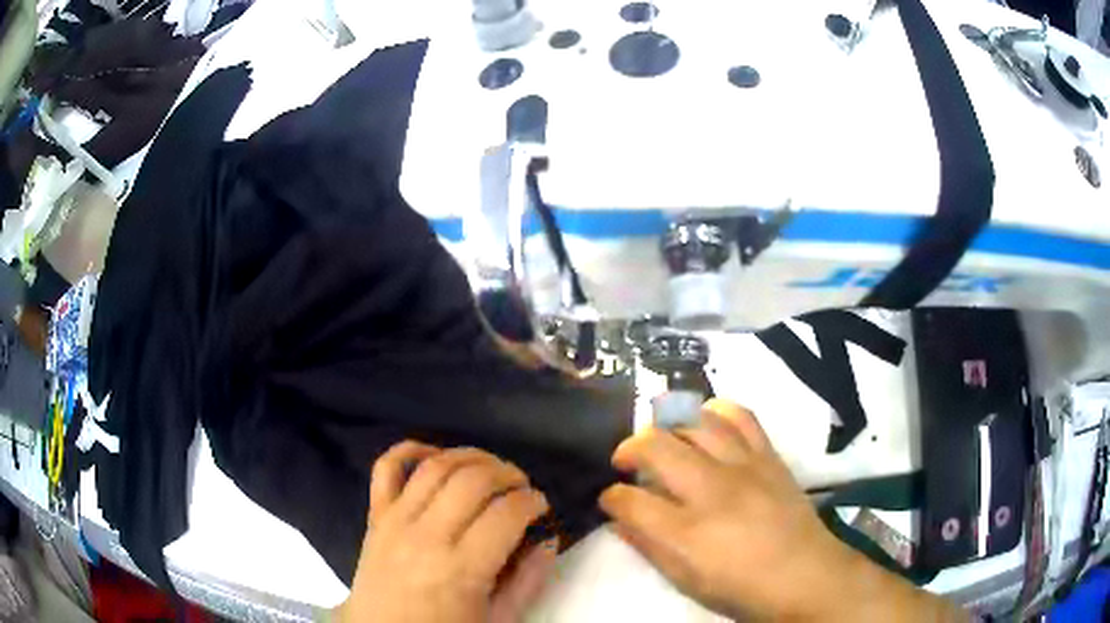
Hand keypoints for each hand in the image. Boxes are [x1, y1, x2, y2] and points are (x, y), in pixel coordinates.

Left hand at [335, 442, 558, 622]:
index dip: (532, 501)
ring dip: (470, 457)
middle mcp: (427, 536)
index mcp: (462, 569)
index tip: (541, 505)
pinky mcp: (375, 516)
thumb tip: (548, 540)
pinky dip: (408, 450)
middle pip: (472, 480)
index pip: (506, 514)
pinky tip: (434, 454)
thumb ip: (528, 582)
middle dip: (507, 473)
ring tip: (490, 469)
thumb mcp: (497, 620)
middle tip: (521, 486)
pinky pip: (385, 469)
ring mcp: (395, 521)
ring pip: (435, 466)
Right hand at [600, 399, 965, 620]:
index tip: (611, 498)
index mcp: (686, 533)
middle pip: (656, 447)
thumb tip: (621, 518)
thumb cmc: (741, 588)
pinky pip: (740, 416)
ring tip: (664, 438)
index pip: (629, 500)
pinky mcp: (768, 456)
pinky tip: (706, 421)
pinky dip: (716, 411)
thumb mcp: (686, 580)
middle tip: (627, 462)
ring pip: (695, 422)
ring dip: (669, 425)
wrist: (805, 575)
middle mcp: (712, 491)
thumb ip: (649, 546)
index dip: (611, 497)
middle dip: (629, 449)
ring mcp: (744, 467)